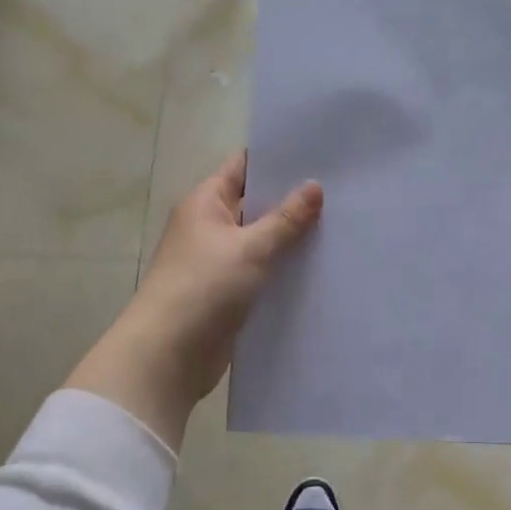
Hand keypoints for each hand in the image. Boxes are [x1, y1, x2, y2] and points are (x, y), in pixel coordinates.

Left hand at [68, 152, 322, 449]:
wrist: (168, 354)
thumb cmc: (204, 287)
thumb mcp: (250, 247)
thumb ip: (285, 219)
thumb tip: (314, 186)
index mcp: (206, 202)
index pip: (243, 167)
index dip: (277, 159)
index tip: (319, 155)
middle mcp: (209, 227)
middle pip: (255, 204)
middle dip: (292, 200)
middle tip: (342, 192)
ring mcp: (218, 262)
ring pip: (261, 242)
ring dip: (291, 239)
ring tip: (341, 227)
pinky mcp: (227, 294)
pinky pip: (260, 273)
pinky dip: (283, 271)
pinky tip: (318, 269)